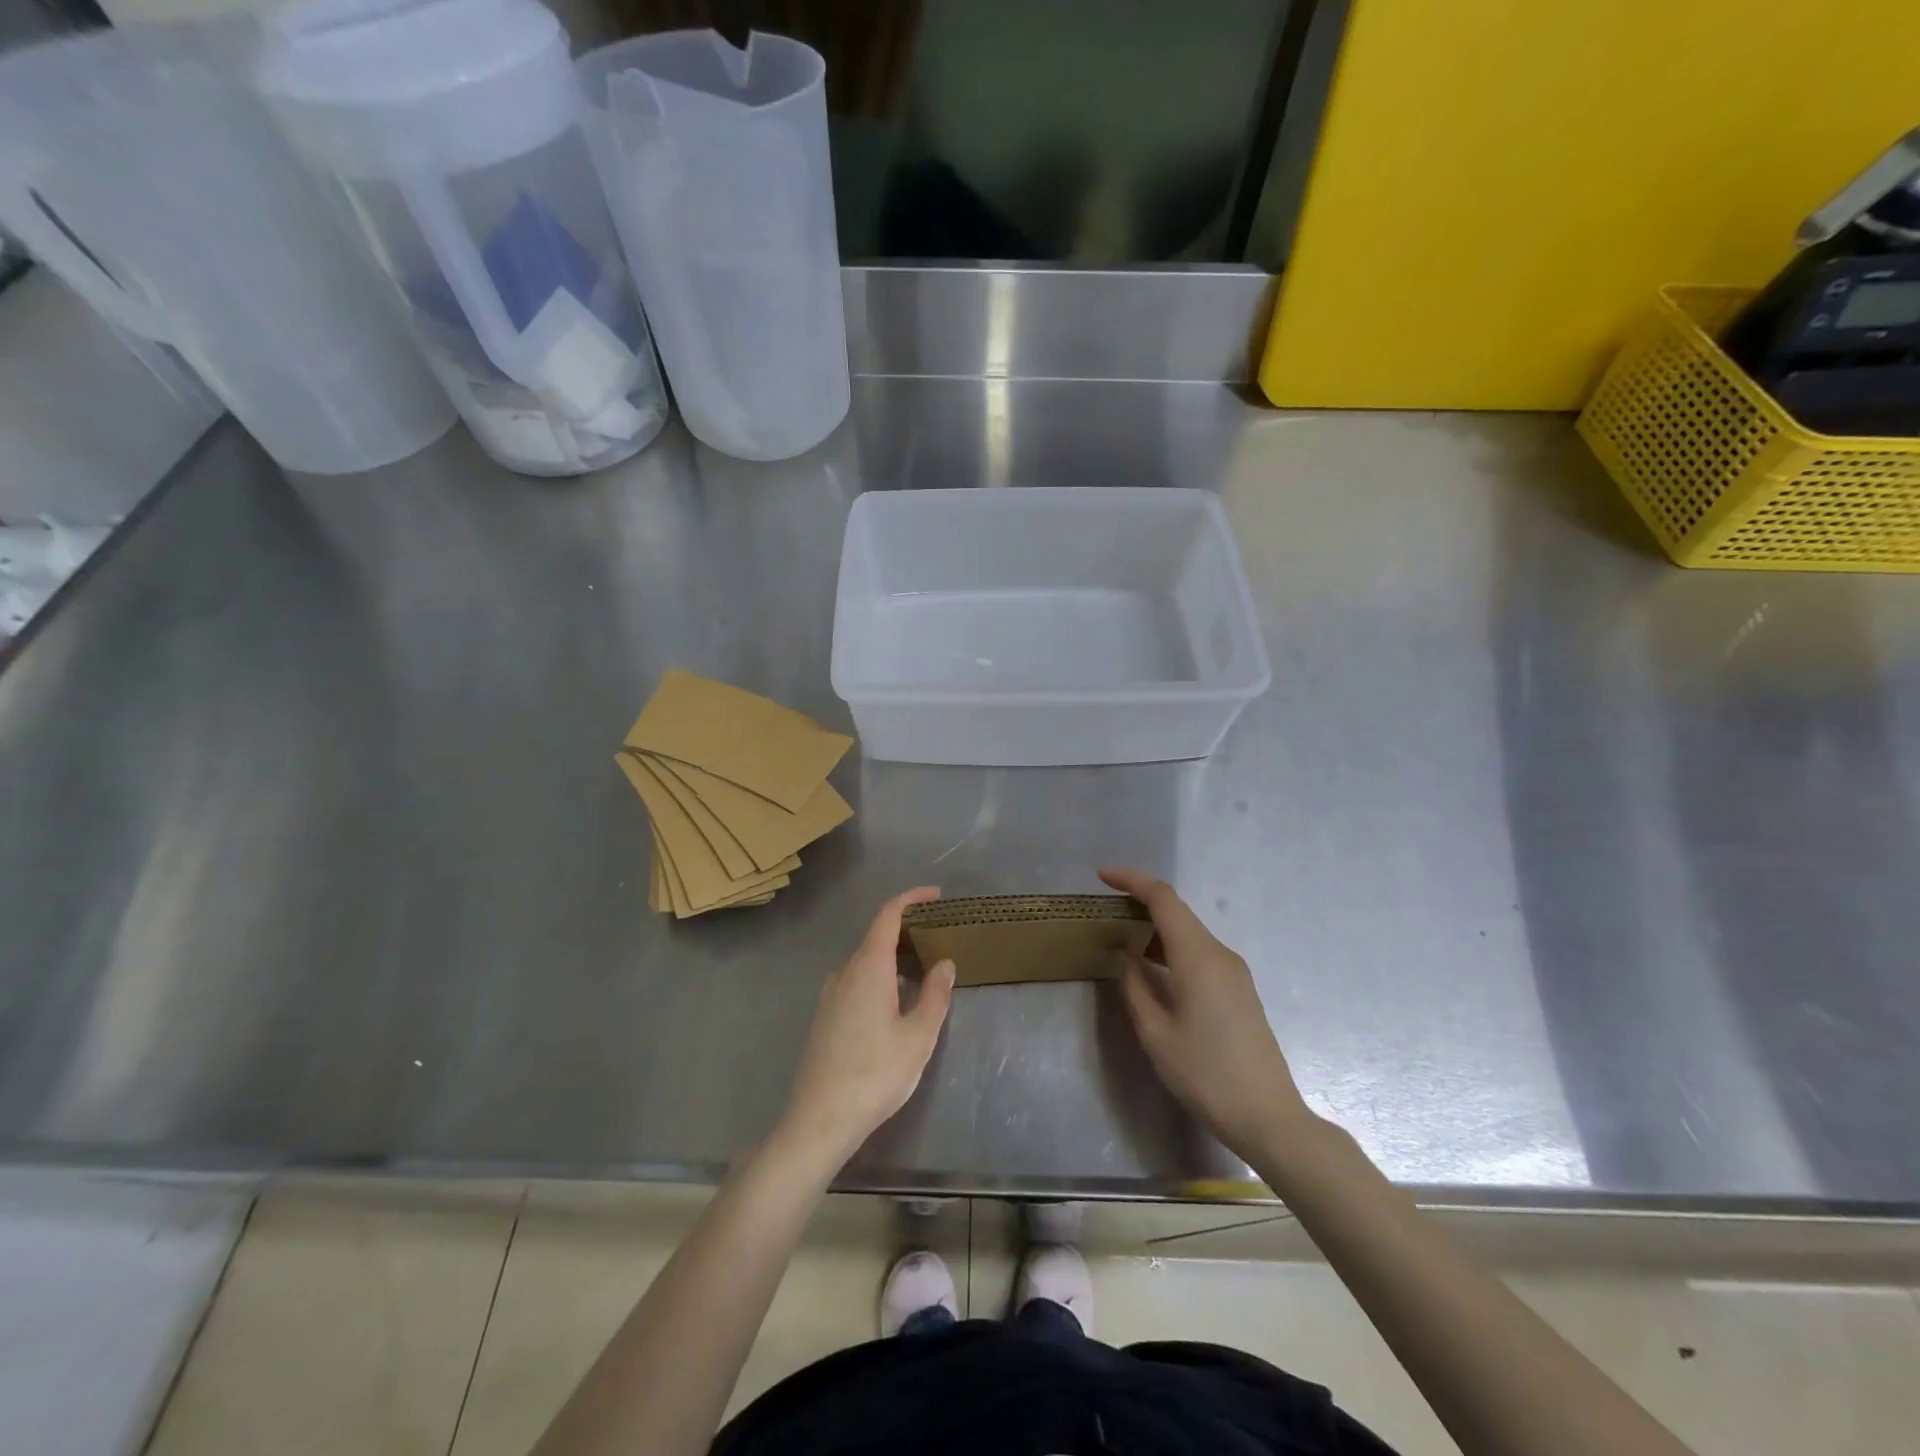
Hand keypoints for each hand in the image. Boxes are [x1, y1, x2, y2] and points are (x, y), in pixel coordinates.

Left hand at [776, 887, 956, 1169]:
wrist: (820, 1119)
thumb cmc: (876, 1074)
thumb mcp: (919, 1036)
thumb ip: (934, 995)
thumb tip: (944, 964)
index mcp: (868, 966)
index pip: (888, 914)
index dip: (911, 898)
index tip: (935, 895)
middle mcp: (845, 971)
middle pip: (875, 936)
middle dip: (906, 928)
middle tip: (937, 935)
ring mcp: (830, 994)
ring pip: (864, 960)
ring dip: (892, 955)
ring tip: (921, 967)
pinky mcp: (824, 1016)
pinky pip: (855, 980)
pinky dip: (878, 975)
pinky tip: (894, 1000)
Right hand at [1101, 868, 1311, 1160]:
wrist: (1268, 1117)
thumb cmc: (1206, 1075)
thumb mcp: (1156, 1034)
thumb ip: (1134, 986)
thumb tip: (1124, 954)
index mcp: (1199, 958)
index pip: (1163, 899)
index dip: (1132, 881)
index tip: (1102, 876)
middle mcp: (1220, 954)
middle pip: (1177, 911)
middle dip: (1140, 901)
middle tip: (1104, 910)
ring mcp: (1233, 971)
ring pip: (1188, 931)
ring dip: (1155, 926)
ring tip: (1120, 935)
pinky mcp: (1238, 988)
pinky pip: (1199, 951)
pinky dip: (1170, 946)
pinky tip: (1151, 964)